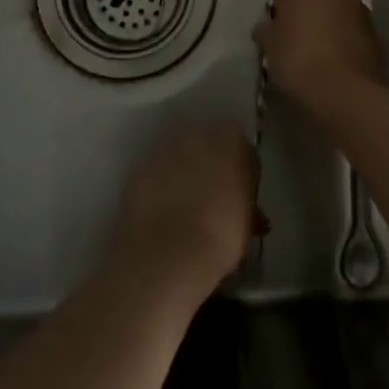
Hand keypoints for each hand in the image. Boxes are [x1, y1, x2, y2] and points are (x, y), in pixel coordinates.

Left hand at [108, 122, 258, 298]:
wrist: (169, 253)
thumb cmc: (221, 237)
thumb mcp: (247, 223)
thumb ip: (248, 205)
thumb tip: (248, 209)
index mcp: (233, 142)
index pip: (243, 149)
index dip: (242, 173)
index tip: (240, 195)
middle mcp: (198, 135)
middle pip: (208, 145)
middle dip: (211, 166)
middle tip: (213, 198)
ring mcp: (166, 148)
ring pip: (180, 155)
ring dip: (184, 172)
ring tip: (185, 206)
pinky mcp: (140, 166)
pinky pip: (156, 172)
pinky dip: (160, 185)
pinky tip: (162, 210)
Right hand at [253, 0, 384, 109]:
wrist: (344, 92)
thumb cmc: (297, 58)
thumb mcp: (270, 46)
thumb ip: (268, 30)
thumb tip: (266, 28)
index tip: (280, 8)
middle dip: (310, 2)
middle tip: (295, 29)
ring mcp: (361, 8)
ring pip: (340, 6)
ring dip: (330, 20)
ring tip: (316, 50)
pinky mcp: (376, 33)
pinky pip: (354, 28)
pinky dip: (346, 38)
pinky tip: (334, 63)